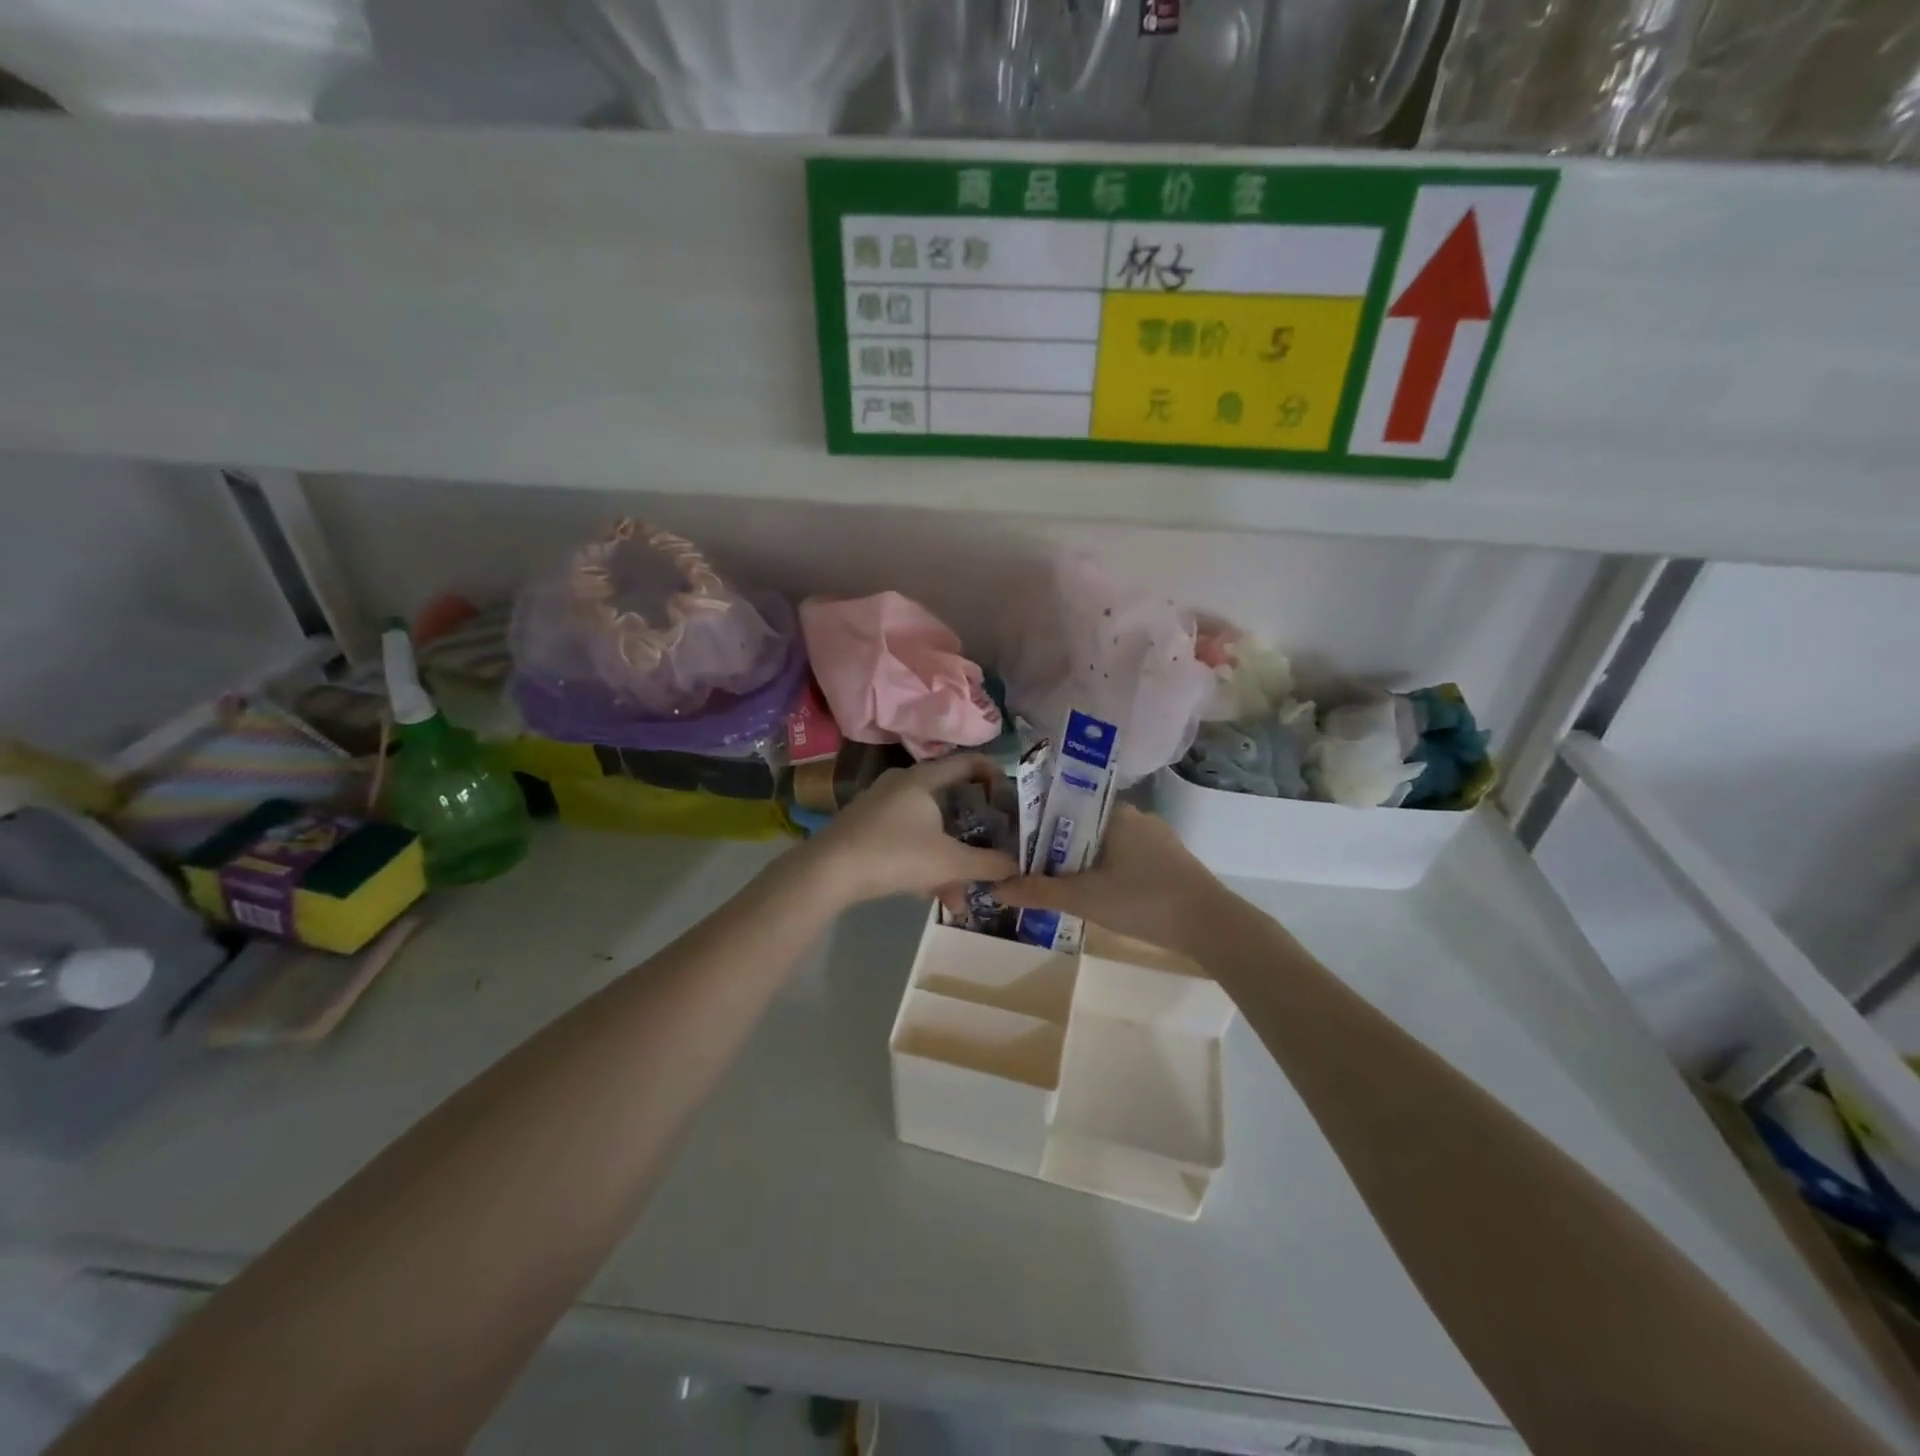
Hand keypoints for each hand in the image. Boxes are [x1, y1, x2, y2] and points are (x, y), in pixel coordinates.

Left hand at [807, 755, 1019, 907]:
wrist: (827, 872)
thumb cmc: (895, 854)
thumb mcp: (949, 862)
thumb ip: (987, 864)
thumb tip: (1016, 866)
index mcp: (923, 779)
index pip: (967, 763)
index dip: (994, 773)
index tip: (1012, 794)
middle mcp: (901, 784)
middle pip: (949, 801)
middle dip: (972, 833)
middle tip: (991, 849)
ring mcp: (880, 806)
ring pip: (927, 828)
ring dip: (947, 861)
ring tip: (957, 898)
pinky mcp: (865, 829)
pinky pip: (906, 840)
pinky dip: (922, 862)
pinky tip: (929, 895)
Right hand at [992, 803, 1225, 955]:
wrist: (1211, 925)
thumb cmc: (1142, 900)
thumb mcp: (1082, 898)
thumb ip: (1037, 892)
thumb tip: (995, 889)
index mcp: (1112, 813)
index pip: (1063, 811)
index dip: (1038, 831)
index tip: (1020, 854)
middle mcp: (1135, 816)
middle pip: (1083, 830)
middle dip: (1060, 853)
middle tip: (1039, 879)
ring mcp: (1158, 838)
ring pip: (1107, 846)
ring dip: (1086, 866)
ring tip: (1066, 891)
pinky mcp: (1172, 860)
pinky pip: (1129, 859)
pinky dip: (1111, 874)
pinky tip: (1105, 898)